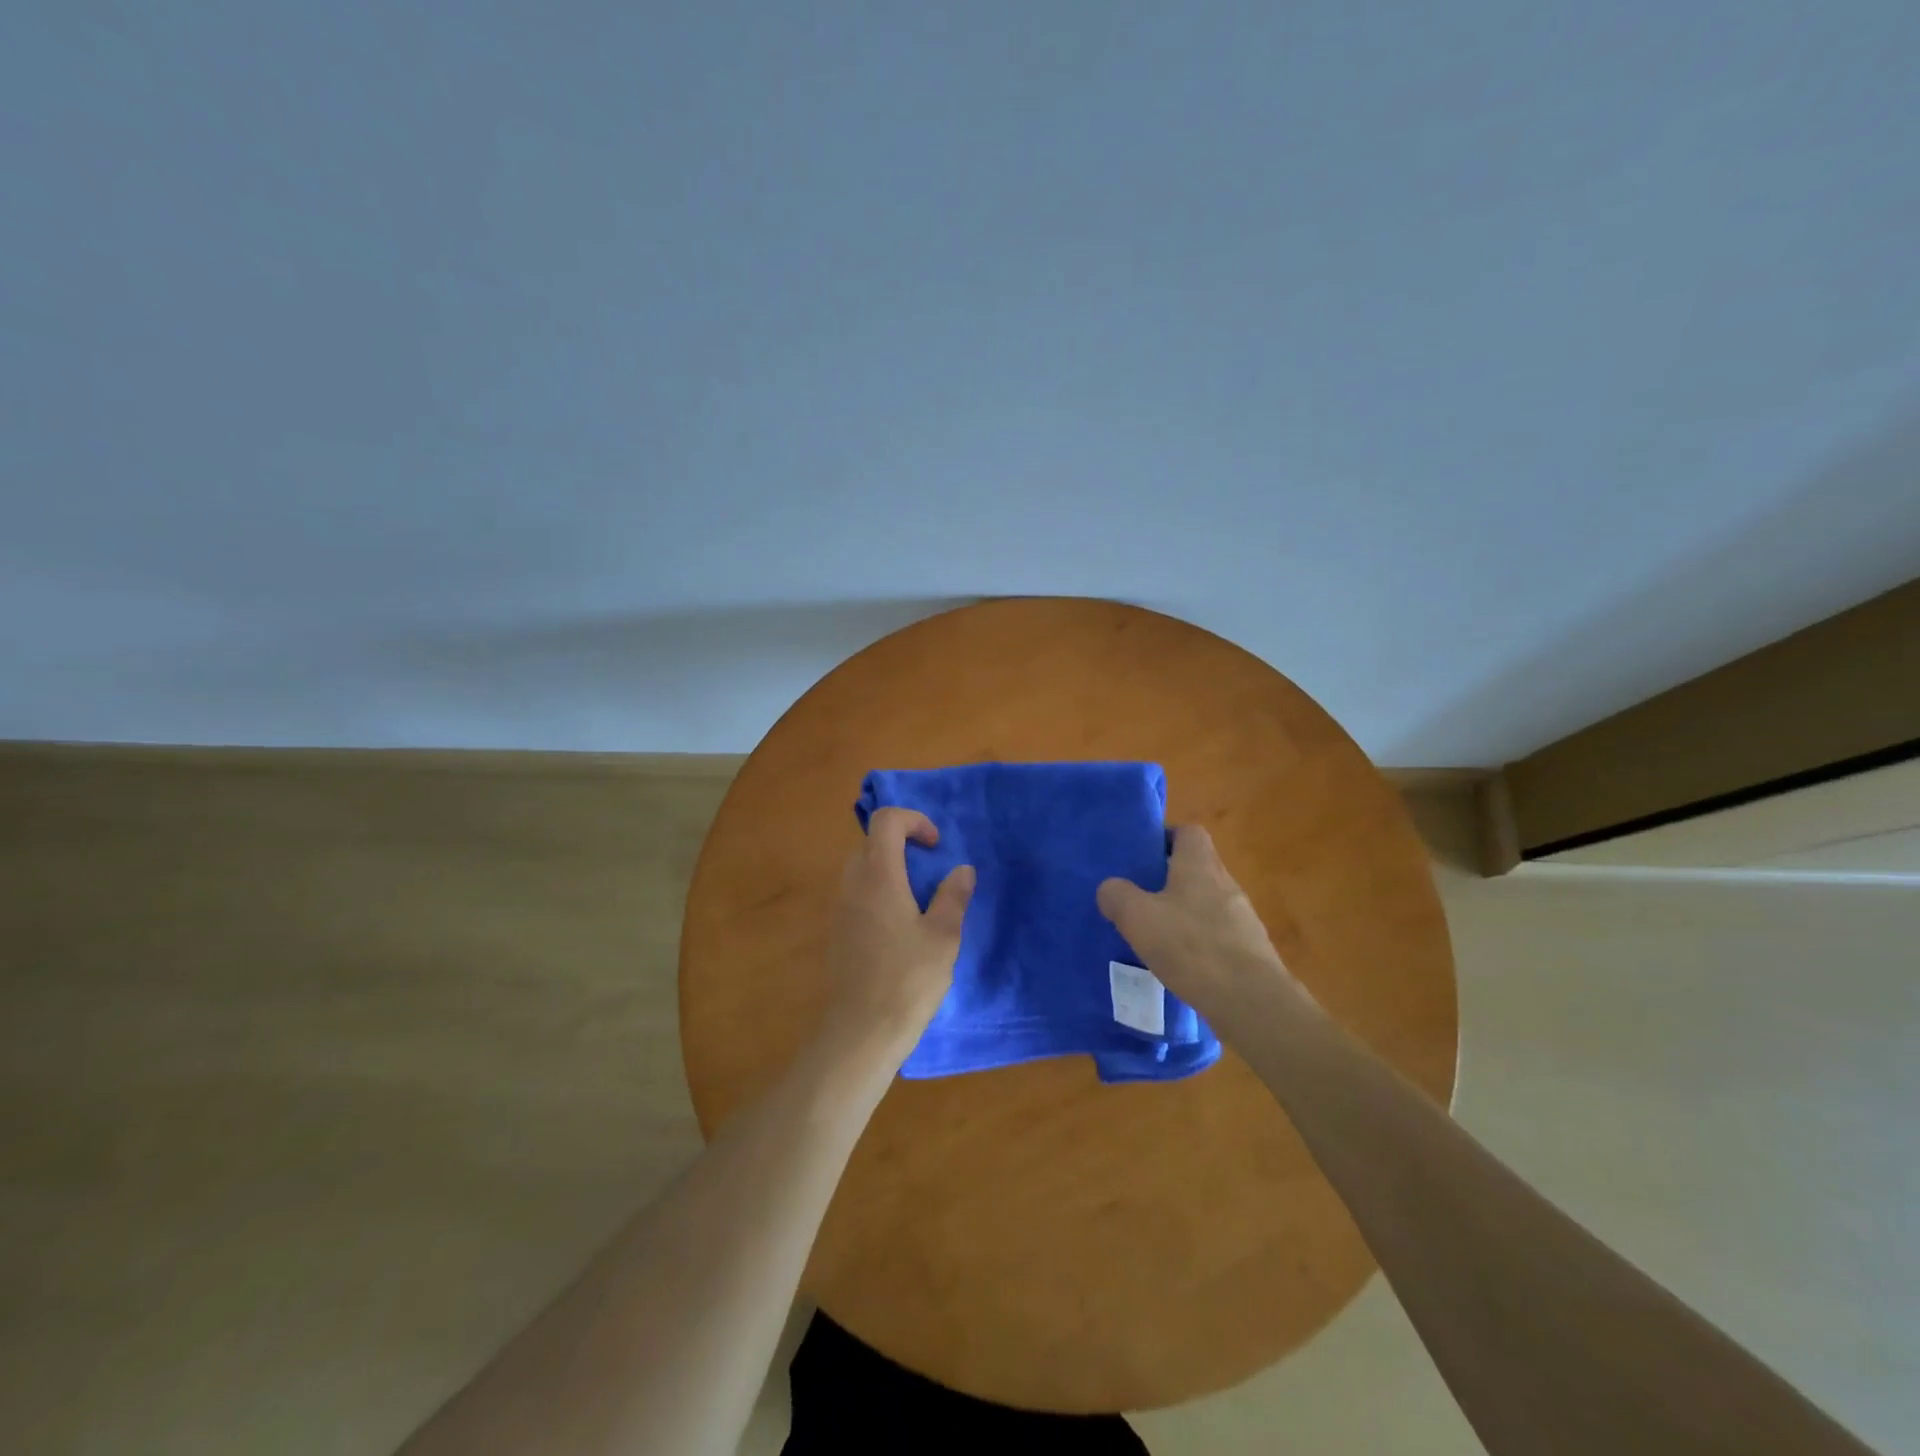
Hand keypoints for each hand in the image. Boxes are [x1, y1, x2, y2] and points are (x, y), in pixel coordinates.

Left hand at [821, 807, 974, 1062]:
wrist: (859, 1031)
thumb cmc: (907, 980)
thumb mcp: (943, 937)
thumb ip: (953, 896)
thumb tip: (962, 870)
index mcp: (878, 875)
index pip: (886, 820)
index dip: (914, 821)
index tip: (936, 846)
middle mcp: (852, 882)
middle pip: (872, 841)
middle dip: (903, 844)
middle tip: (931, 871)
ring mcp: (838, 906)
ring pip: (862, 867)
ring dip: (890, 869)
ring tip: (918, 900)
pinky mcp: (835, 930)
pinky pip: (855, 892)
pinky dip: (878, 891)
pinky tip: (899, 927)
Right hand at [1096, 824, 1304, 1029]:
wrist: (1250, 1000)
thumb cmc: (1191, 946)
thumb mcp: (1138, 917)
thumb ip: (1117, 896)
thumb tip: (1110, 888)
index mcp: (1200, 864)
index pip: (1188, 832)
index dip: (1165, 838)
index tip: (1142, 857)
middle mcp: (1226, 882)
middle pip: (1196, 868)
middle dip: (1168, 879)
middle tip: (1139, 898)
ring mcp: (1242, 917)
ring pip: (1206, 902)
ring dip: (1183, 913)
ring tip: (1156, 935)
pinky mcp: (1250, 949)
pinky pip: (1218, 934)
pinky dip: (1198, 942)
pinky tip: (1180, 964)